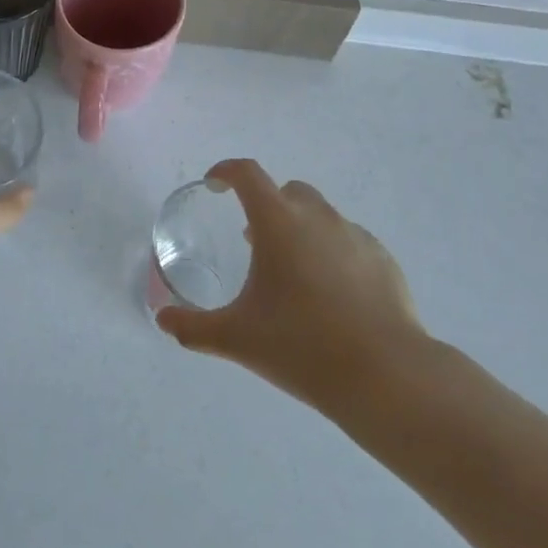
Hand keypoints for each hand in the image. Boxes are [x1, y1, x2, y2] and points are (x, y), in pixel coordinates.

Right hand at [156, 159, 426, 410]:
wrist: (385, 376)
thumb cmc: (302, 346)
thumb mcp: (237, 338)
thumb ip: (193, 327)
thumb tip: (162, 321)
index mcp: (278, 223)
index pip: (248, 174)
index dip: (226, 172)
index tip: (215, 185)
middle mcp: (318, 217)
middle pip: (287, 191)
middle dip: (267, 205)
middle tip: (254, 241)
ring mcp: (355, 235)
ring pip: (321, 216)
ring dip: (301, 229)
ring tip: (294, 273)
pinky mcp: (383, 259)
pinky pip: (349, 242)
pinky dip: (333, 253)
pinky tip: (332, 295)